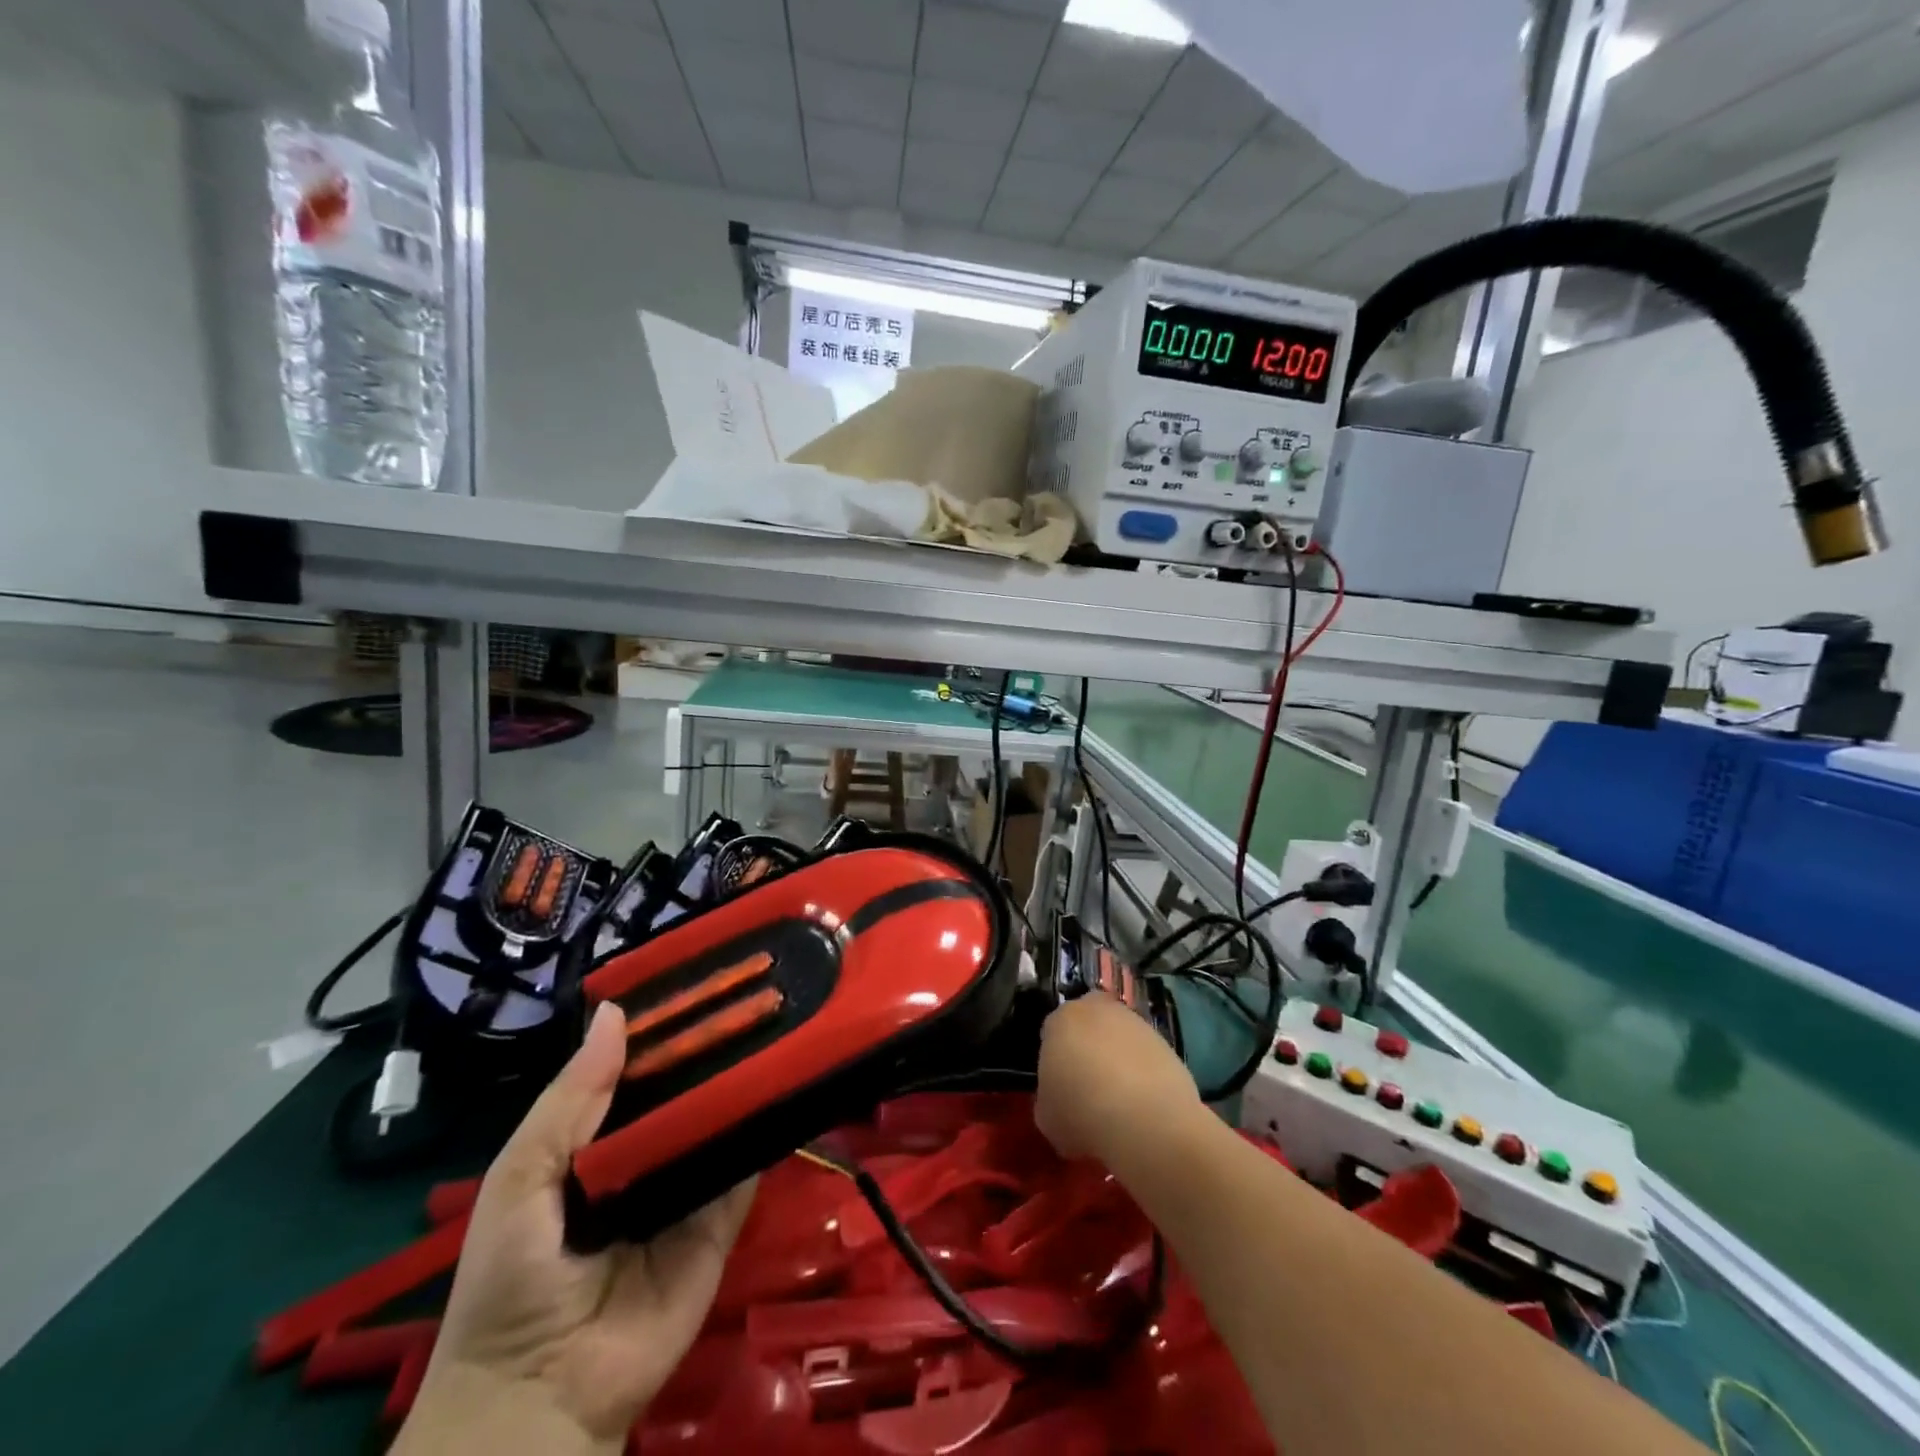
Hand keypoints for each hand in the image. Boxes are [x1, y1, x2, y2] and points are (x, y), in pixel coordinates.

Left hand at [395, 1001, 756, 1455]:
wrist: (540, 1396)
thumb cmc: (511, 1276)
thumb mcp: (521, 1176)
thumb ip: (570, 1098)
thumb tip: (615, 1011)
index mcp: (599, 1138)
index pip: (640, 1070)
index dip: (666, 1028)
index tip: (703, 978)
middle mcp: (649, 1153)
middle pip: (689, 1090)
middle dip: (715, 1048)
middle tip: (758, 992)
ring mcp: (690, 1186)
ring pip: (723, 1122)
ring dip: (746, 1082)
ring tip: (785, 1021)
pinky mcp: (723, 1221)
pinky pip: (746, 1169)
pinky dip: (765, 1132)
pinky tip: (790, 1083)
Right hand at [1034, 992, 1201, 1163]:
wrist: (1146, 1119)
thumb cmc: (1082, 1113)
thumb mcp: (1047, 1117)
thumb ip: (1049, 1098)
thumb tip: (1059, 1100)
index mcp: (1061, 1020)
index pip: (1052, 1032)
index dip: (1054, 1060)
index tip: (1059, 1087)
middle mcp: (1097, 1010)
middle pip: (1088, 1025)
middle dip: (1087, 1048)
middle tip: (1088, 1088)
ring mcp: (1135, 1022)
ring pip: (1119, 1038)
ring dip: (1117, 1060)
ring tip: (1119, 1103)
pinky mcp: (1165, 1042)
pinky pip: (1145, 1056)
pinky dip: (1143, 1074)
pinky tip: (1142, 1106)